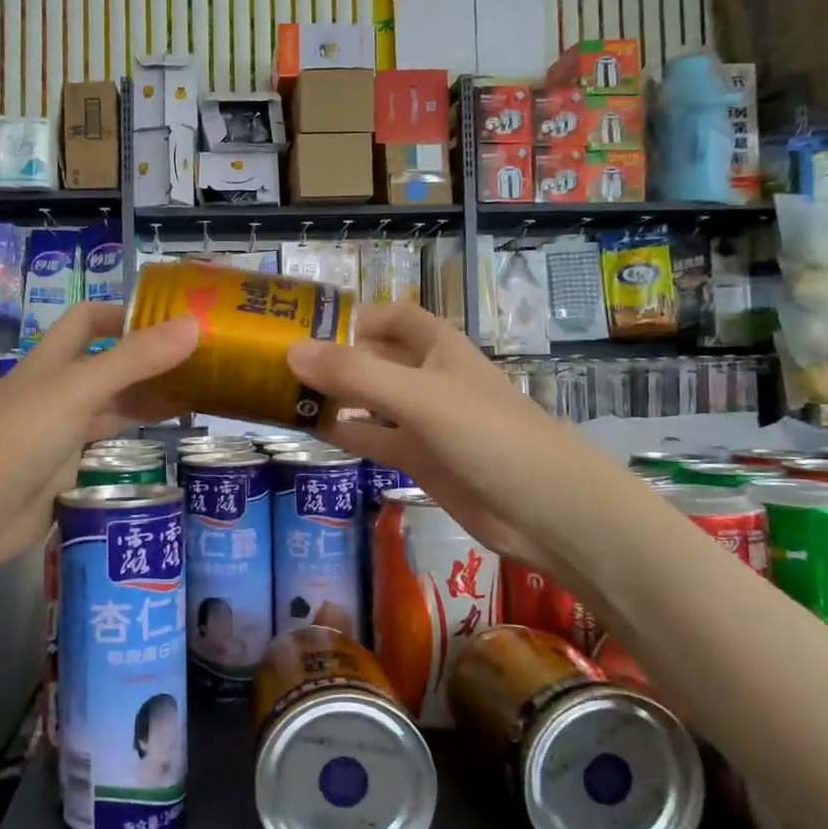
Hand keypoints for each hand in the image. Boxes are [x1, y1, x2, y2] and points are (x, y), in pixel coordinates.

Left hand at [0, 303, 196, 572]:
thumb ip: (135, 360)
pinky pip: (111, 444)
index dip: (124, 313)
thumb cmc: (21, 437)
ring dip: (150, 398)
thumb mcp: (79, 390)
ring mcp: (63, 430)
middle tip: (204, 361)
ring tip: (202, 396)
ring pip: (114, 405)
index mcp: (53, 359)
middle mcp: (59, 389)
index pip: (88, 319)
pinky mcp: (69, 468)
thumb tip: (194, 325)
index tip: (172, 320)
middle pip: (109, 363)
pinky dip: (139, 437)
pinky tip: (170, 438)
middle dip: (150, 359)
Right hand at [287, 302, 593, 571]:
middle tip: (280, 363)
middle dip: (336, 358)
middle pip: (377, 358)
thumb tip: (292, 351)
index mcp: (439, 349)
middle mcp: (430, 378)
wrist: (547, 511)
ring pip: (372, 400)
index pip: (394, 318)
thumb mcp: (420, 397)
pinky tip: (315, 432)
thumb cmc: (490, 436)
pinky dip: (349, 434)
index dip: (357, 317)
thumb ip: (357, 375)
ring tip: (285, 395)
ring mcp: (426, 422)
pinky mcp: (423, 460)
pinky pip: (376, 440)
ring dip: (337, 397)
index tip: (309, 327)